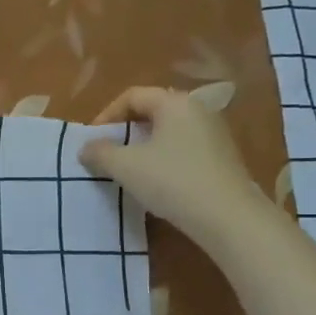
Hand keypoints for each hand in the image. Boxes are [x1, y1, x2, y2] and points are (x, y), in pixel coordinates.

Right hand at [77, 86, 271, 251]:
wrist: (228, 218)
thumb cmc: (172, 181)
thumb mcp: (125, 166)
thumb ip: (100, 152)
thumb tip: (86, 147)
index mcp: (176, 103)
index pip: (132, 96)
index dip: (106, 115)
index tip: (93, 141)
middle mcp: (198, 110)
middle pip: (152, 111)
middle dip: (124, 131)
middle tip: (107, 153)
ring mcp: (214, 134)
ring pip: (168, 131)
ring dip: (143, 146)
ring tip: (128, 169)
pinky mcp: (222, 157)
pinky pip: (183, 148)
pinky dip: (163, 158)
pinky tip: (156, 182)